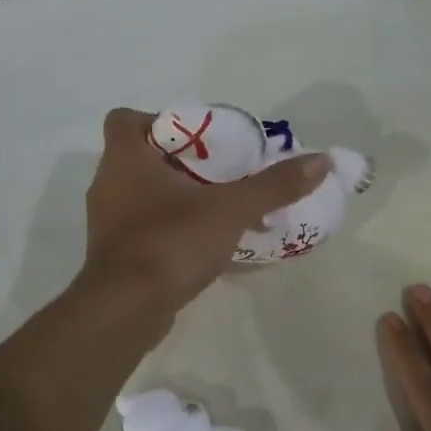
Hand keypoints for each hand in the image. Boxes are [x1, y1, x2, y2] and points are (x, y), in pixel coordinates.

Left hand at [80, 108, 327, 314]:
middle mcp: (108, 185)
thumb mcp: (231, 209)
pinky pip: (146, 230)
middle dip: (181, 162)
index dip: (157, 120)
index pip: (124, 119)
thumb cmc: (170, 243)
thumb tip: (322, 161)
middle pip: (141, 158)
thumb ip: (274, 186)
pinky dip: (172, 230)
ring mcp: (108, 223)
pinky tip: (206, 244)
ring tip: (220, 207)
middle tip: (220, 171)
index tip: (195, 138)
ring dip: (178, 198)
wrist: (125, 311)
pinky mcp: (116, 256)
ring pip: (143, 196)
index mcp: (124, 160)